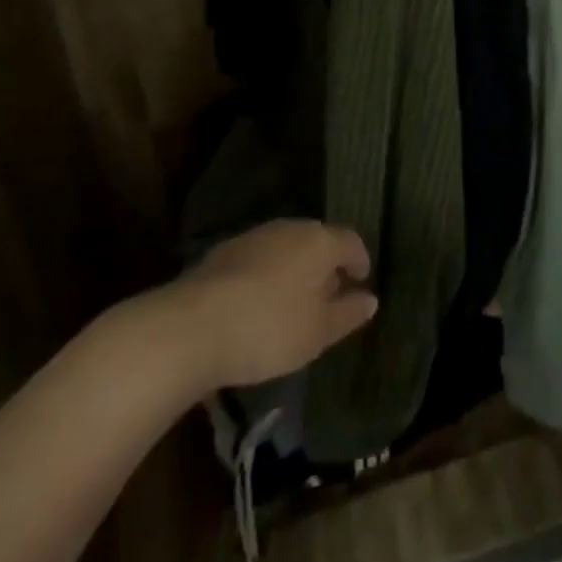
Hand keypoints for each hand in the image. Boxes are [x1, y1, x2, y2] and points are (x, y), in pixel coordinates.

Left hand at [147, 220, 377, 394]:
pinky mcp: (222, 254)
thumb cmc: (269, 328)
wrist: (191, 327)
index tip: (361, 281)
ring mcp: (253, 237)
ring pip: (285, 249)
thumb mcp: (318, 332)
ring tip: (292, 303)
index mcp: (320, 240)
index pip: (351, 241)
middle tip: (328, 296)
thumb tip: (370, 299)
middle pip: (317, 241)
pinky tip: (257, 305)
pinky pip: (257, 261)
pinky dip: (265, 277)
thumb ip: (348, 314)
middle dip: (325, 265)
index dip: (359, 261)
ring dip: (293, 270)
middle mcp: (290, 228)